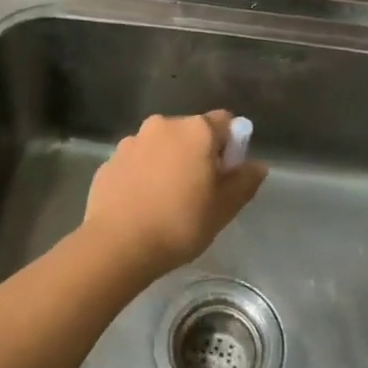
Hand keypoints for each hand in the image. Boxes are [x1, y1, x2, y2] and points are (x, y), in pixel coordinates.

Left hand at [83, 111, 266, 280]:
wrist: (116, 245)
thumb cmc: (179, 223)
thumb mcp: (224, 208)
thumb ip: (244, 182)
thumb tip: (257, 165)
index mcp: (196, 130)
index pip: (225, 121)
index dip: (231, 145)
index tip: (225, 174)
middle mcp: (163, 125)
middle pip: (191, 132)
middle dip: (197, 153)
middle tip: (198, 191)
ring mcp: (132, 140)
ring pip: (161, 145)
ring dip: (168, 162)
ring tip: (166, 201)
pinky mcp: (110, 160)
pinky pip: (137, 161)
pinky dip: (143, 174)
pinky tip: (141, 205)